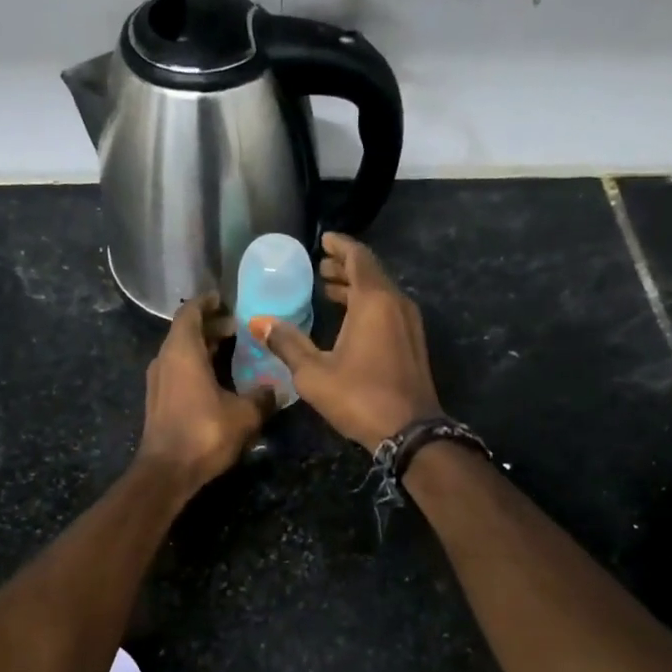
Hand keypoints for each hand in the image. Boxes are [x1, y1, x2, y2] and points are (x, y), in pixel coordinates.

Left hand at [137, 294, 274, 490]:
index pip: (190, 313)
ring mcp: (158, 380)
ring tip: (231, 350)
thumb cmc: (204, 433)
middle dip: (211, 326)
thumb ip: (262, 397)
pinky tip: (218, 378)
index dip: (208, 303)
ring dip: (204, 347)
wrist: (167, 472)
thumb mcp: (244, 415)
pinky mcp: (158, 399)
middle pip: (186, 331)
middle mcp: (165, 359)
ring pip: (180, 351)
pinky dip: (196, 365)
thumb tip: (275, 389)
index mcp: (182, 351)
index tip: (226, 300)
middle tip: (238, 328)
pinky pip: (178, 369)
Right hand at [249, 233, 440, 451]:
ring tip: (328, 289)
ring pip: (381, 292)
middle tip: (320, 266)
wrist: (410, 432)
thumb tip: (258, 321)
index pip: (358, 258)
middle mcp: (396, 304)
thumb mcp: (314, 372)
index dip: (340, 246)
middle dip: (345, 267)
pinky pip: (388, 309)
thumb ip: (287, 343)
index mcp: (374, 301)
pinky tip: (349, 319)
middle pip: (371, 273)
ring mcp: (409, 323)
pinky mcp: (412, 342)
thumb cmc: (359, 397)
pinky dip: (367, 304)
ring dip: (356, 287)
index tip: (324, 240)